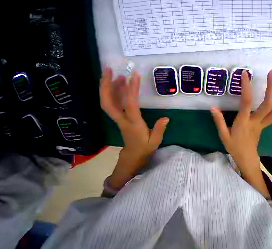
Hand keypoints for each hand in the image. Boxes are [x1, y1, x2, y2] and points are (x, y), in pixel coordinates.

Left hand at [100, 67, 168, 188]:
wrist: (133, 156)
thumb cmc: (144, 149)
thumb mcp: (155, 141)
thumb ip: (159, 129)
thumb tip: (166, 118)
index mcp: (133, 124)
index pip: (130, 105)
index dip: (132, 90)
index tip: (135, 76)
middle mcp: (122, 120)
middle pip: (107, 102)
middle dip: (106, 85)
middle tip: (109, 69)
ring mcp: (119, 119)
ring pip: (108, 102)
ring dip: (109, 87)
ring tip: (117, 74)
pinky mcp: (119, 119)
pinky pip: (113, 104)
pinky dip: (113, 93)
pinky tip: (119, 87)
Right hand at [210, 70, 271, 197]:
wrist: (246, 158)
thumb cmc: (234, 147)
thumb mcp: (223, 135)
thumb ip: (219, 121)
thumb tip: (212, 108)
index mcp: (244, 122)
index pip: (246, 102)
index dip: (246, 87)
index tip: (245, 74)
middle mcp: (256, 121)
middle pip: (268, 104)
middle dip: (271, 87)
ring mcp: (262, 124)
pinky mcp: (265, 126)